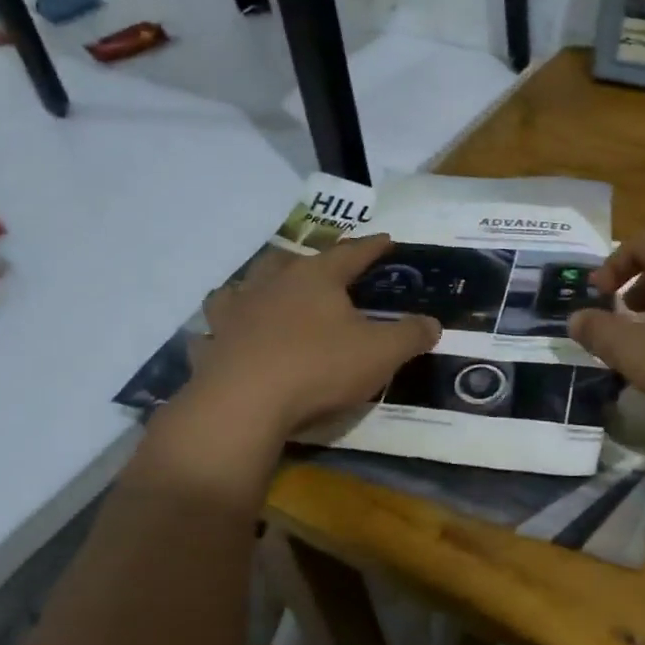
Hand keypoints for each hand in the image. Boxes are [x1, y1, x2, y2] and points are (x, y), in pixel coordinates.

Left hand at [184, 234, 439, 439]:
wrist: (244, 405)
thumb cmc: (318, 368)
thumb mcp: (381, 353)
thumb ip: (411, 335)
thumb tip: (433, 323)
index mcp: (315, 278)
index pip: (350, 253)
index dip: (372, 247)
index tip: (387, 239)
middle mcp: (271, 284)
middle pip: (289, 259)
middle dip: (308, 260)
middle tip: (320, 267)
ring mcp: (235, 313)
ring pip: (242, 286)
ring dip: (255, 286)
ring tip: (264, 292)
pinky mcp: (211, 345)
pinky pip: (212, 332)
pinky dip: (219, 332)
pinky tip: (224, 339)